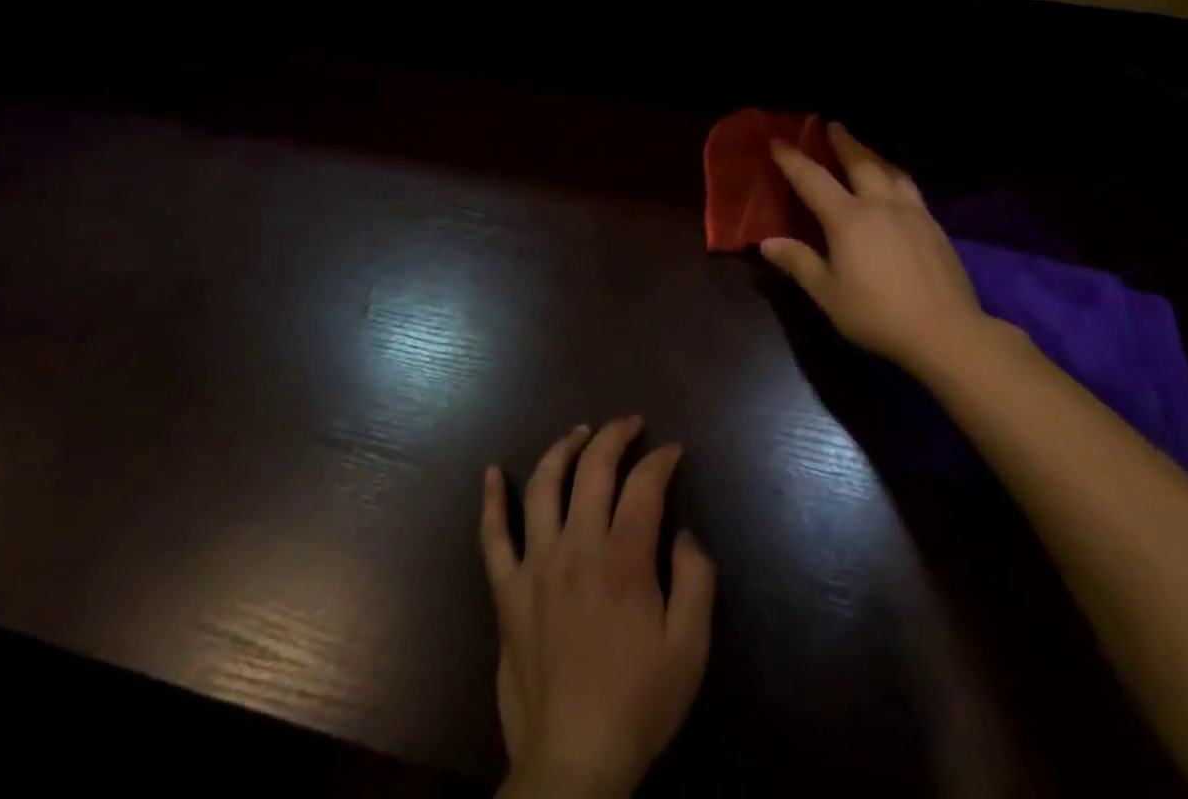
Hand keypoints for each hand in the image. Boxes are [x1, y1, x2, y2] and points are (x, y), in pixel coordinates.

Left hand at [482, 417, 716, 798]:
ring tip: (580, 432)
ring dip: (563, 450)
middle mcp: (577, 548)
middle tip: (631, 424)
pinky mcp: (508, 593)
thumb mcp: (690, 647)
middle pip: (593, 469)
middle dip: (615, 436)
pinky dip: (492, 501)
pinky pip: (493, 538)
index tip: (673, 450)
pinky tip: (493, 472)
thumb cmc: (638, 703)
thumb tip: (684, 532)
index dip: (661, 459)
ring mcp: (536, 567)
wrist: (572, 764)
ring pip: (544, 486)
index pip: (644, 484)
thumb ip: (696, 579)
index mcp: (624, 559)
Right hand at [761, 123, 988, 374]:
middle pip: (860, 162)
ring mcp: (912, 211)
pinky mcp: (933, 225)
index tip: (778, 142)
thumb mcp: (828, 294)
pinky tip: (897, 186)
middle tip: (833, 126)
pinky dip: (895, 175)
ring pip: (890, 170)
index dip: (793, 159)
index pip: (813, 179)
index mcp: (848, 218)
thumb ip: (799, 263)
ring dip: (872, 154)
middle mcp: (880, 204)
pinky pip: (909, 187)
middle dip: (843, 142)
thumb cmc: (878, 314)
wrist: (945, 330)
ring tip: (865, 150)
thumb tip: (767, 243)